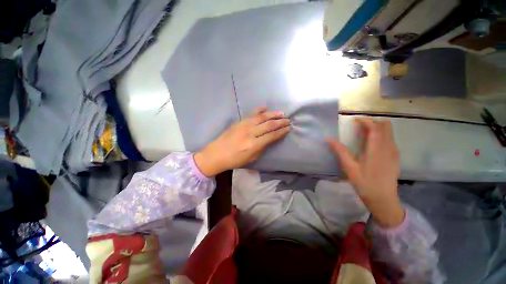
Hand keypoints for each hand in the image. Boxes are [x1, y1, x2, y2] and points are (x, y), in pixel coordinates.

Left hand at [194, 107, 290, 176]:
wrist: (217, 153)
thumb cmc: (235, 160)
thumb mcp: (251, 158)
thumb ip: (262, 148)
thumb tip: (270, 139)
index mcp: (254, 144)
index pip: (272, 136)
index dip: (281, 132)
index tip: (288, 128)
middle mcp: (250, 133)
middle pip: (269, 125)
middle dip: (280, 122)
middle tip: (288, 120)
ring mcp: (244, 125)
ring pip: (262, 117)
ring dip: (273, 114)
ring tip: (281, 113)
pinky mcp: (239, 122)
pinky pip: (251, 114)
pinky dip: (259, 110)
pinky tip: (266, 107)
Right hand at [326, 118, 404, 227]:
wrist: (383, 200)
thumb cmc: (365, 183)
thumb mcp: (349, 167)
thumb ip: (339, 150)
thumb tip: (328, 138)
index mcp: (377, 149)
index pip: (375, 126)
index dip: (365, 120)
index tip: (354, 120)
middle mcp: (388, 147)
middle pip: (385, 126)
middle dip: (372, 122)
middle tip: (358, 127)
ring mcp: (393, 152)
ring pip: (389, 132)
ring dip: (376, 129)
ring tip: (362, 134)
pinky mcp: (394, 157)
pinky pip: (389, 139)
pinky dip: (380, 136)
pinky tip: (370, 145)